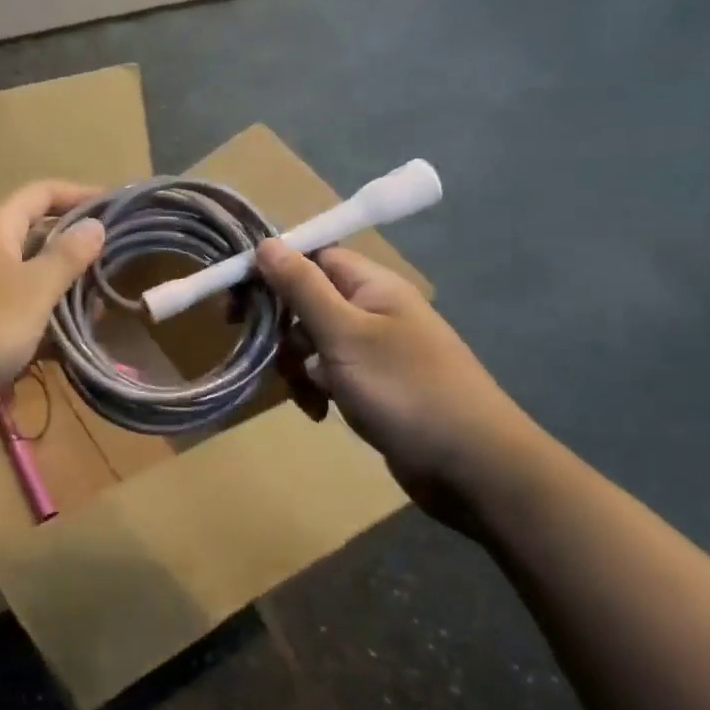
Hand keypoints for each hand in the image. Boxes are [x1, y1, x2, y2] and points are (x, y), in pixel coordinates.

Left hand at [0, 180, 105, 418]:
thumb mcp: (31, 291)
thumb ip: (65, 258)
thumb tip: (94, 224)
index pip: (41, 193)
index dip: (79, 194)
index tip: (116, 207)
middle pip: (32, 237)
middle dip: (73, 252)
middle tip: (112, 271)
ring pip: (21, 282)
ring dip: (56, 294)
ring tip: (95, 314)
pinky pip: (5, 317)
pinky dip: (33, 326)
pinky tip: (58, 350)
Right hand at [254, 240, 543, 532]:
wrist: (472, 467)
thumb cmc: (405, 390)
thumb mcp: (344, 334)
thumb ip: (302, 287)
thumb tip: (266, 242)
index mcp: (371, 285)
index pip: (311, 257)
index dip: (272, 270)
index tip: (236, 298)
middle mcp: (372, 310)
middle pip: (306, 300)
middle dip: (281, 327)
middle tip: (260, 349)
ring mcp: (374, 350)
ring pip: (312, 341)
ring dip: (296, 364)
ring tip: (305, 393)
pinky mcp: (373, 386)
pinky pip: (328, 374)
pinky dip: (316, 389)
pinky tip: (318, 412)